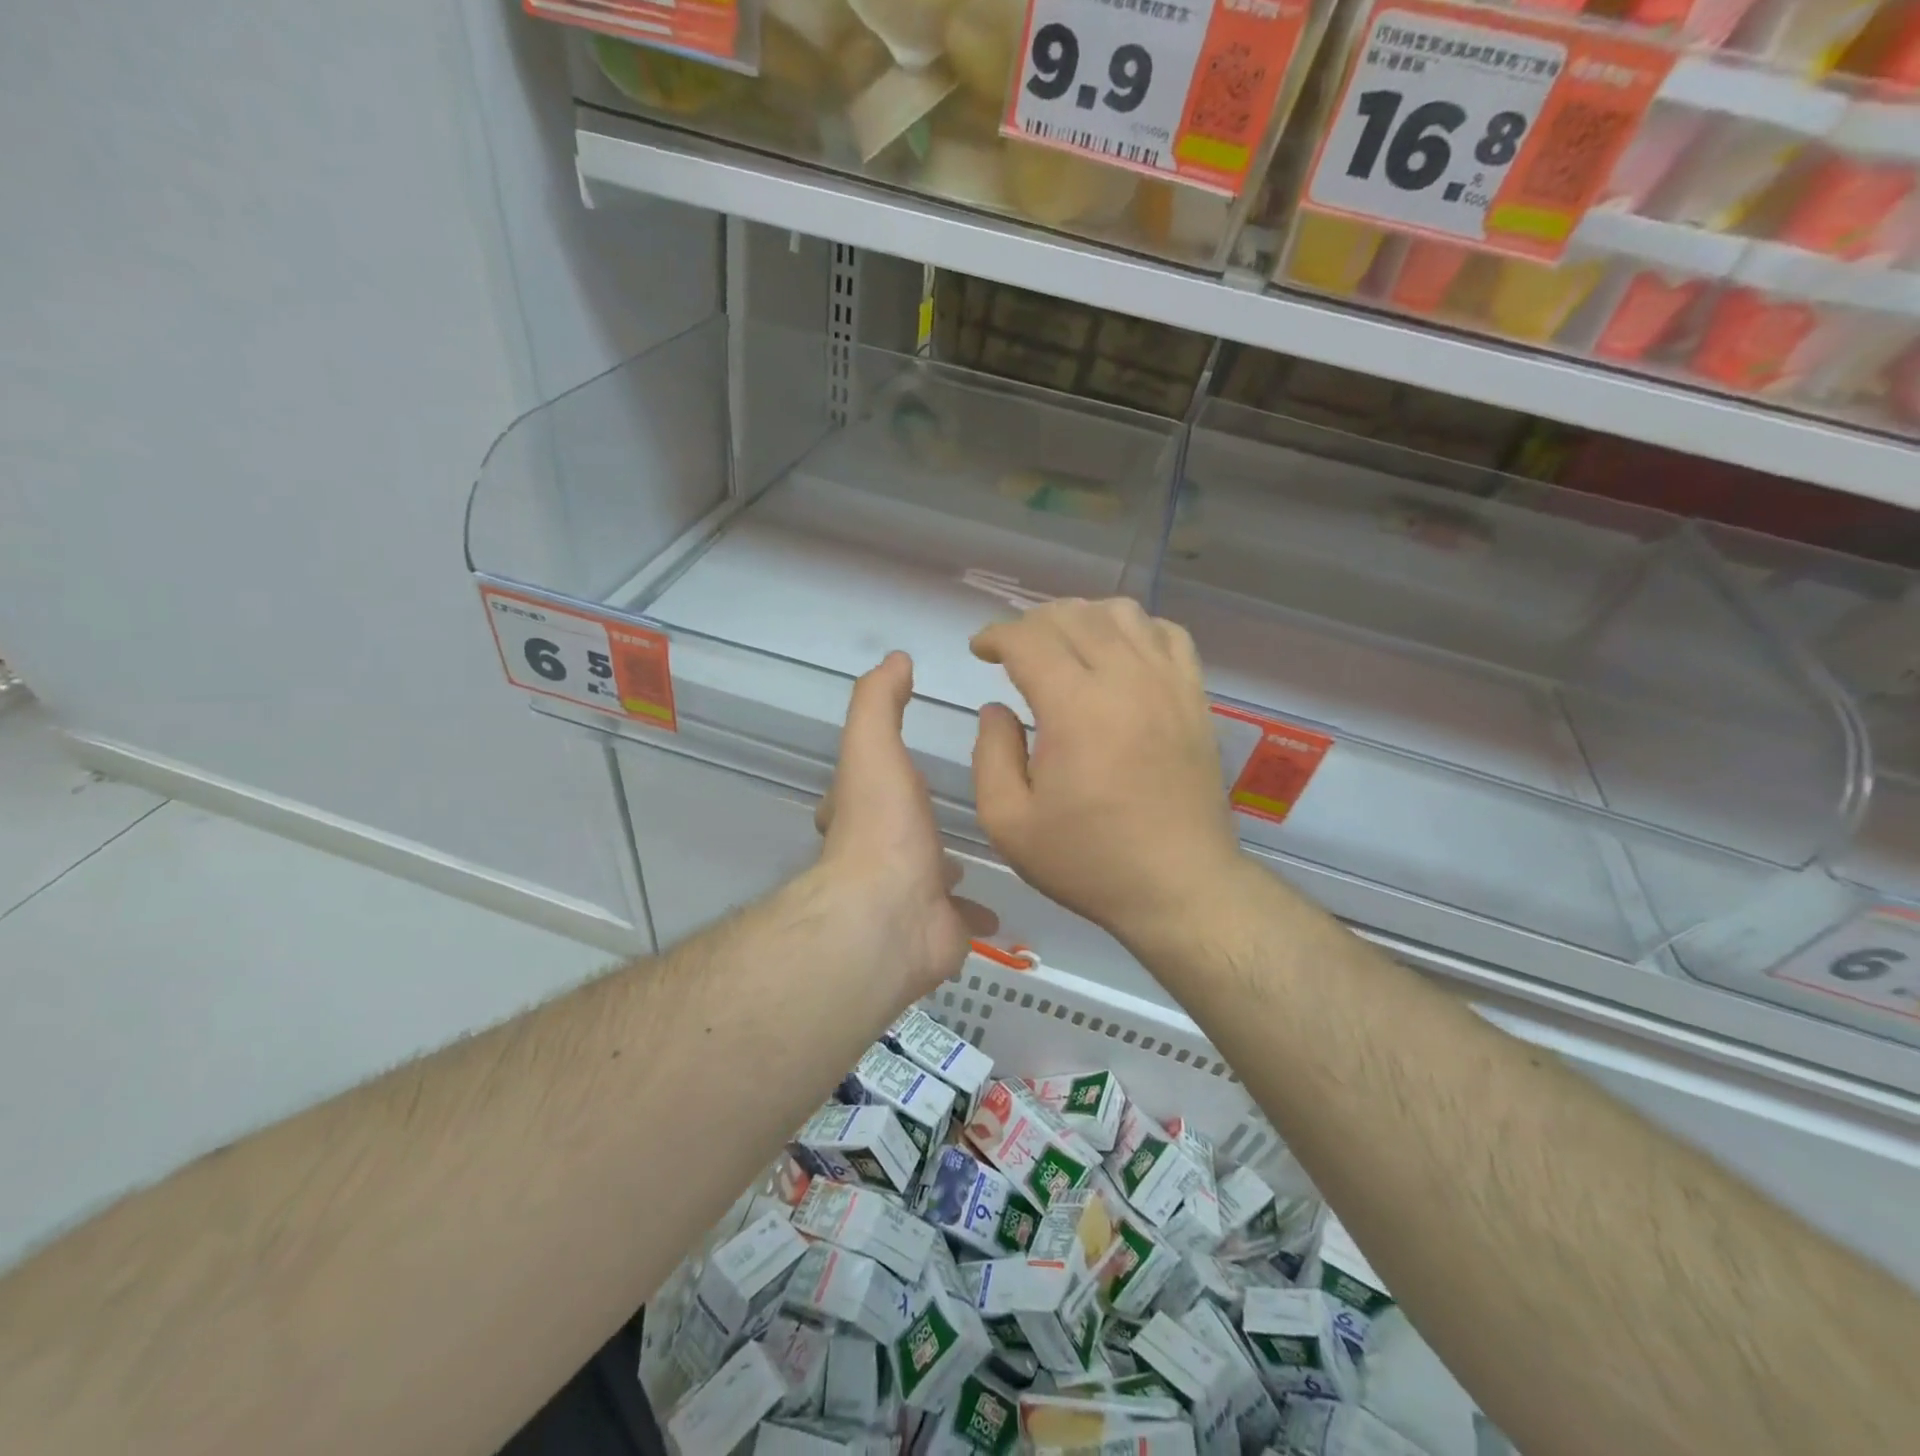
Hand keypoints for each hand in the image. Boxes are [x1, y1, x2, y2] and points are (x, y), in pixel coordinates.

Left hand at [815, 652, 995, 998]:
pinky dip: (977, 911)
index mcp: (860, 813)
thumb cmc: (883, 826)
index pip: (862, 787)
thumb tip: (895, 659)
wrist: (891, 915)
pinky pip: (962, 917)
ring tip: (983, 846)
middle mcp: (877, 856)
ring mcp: (909, 896)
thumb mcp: (874, 746)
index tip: (905, 759)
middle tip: (949, 808)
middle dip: (916, 822)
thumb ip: (880, 701)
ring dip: (947, 866)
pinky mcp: (939, 930)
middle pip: (896, 832)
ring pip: (931, 876)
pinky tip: (1001, 900)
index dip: (876, 770)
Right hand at [970, 599, 1242, 949]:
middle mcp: (1125, 680)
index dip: (996, 635)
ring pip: (1122, 613)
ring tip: (1064, 646)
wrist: (1180, 887)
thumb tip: (997, 709)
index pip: (1029, 638)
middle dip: (1032, 623)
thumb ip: (990, 755)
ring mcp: (1168, 684)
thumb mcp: (1009, 823)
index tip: (980, 650)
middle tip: (1013, 651)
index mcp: (1075, 708)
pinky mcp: (1195, 698)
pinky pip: (1168, 634)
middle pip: (1072, 616)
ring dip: (1082, 617)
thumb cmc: (1088, 861)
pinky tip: (1120, 654)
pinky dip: (1136, 629)